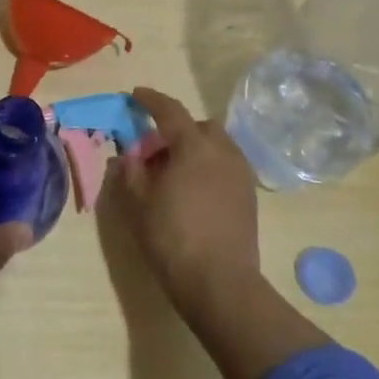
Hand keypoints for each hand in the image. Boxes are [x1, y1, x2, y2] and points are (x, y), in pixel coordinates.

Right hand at [117, 87, 330, 378]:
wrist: (219, 283)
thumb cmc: (172, 238)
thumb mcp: (138, 203)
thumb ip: (130, 171)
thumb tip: (129, 155)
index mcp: (194, 146)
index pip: (170, 111)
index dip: (151, 100)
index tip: (135, 95)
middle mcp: (223, 152)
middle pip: (199, 127)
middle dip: (177, 130)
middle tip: (155, 150)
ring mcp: (241, 174)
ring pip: (217, 146)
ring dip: (195, 149)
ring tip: (174, 173)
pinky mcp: (249, 197)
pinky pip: (226, 167)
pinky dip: (209, 167)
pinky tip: (194, 191)